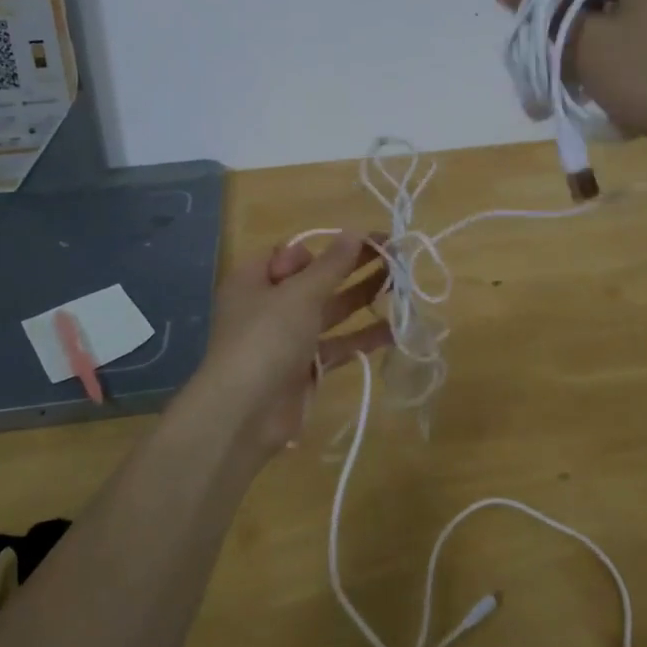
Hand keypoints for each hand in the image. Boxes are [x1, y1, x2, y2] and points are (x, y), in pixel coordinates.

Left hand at [188, 232, 391, 454]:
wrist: (244, 414)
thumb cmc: (266, 338)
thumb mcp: (299, 294)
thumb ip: (331, 265)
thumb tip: (355, 232)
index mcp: (254, 279)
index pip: (290, 253)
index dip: (321, 248)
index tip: (352, 246)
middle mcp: (268, 305)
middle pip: (316, 279)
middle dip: (353, 267)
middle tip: (395, 254)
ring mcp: (286, 338)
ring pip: (330, 311)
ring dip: (362, 297)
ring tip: (402, 284)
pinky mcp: (304, 368)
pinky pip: (336, 345)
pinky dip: (362, 337)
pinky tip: (395, 329)